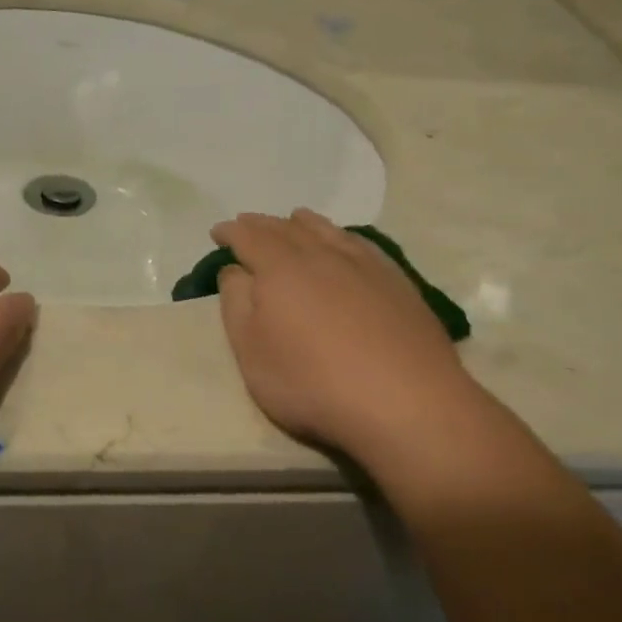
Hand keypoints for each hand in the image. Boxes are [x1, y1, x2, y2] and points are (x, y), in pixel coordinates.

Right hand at [211, 210, 470, 470]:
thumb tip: (235, 270)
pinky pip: (360, 243)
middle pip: (286, 228)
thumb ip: (236, 304)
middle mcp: (322, 254)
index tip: (218, 233)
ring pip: (327, 230)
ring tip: (294, 220)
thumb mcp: (251, 352)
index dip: (231, 232)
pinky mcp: (397, 281)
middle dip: (262, 224)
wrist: (404, 401)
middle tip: (248, 223)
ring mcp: (364, 265)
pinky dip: (341, 235)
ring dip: (303, 223)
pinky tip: (344, 243)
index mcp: (280, 268)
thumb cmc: (312, 382)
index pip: (249, 237)